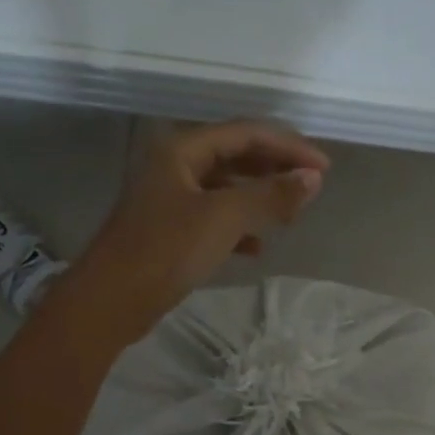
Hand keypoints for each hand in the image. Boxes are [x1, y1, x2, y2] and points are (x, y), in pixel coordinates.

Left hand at [61, 120, 328, 342]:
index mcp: (181, 149)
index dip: (288, 146)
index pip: (245, 133)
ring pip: (224, 189)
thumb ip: (270, 195)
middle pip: (235, 156)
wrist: (111, 301)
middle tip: (310, 188)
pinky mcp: (167, 231)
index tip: (324, 168)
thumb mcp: (224, 218)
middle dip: (274, 170)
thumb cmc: (166, 250)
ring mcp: (168, 199)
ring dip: (258, 199)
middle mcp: (173, 166)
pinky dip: (237, 228)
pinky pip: (211, 218)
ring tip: (289, 217)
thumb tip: (313, 178)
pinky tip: (256, 249)